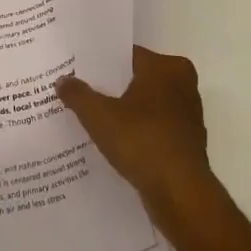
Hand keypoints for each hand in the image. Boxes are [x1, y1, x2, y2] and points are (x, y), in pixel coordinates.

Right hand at [58, 44, 213, 230]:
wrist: (181, 195)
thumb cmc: (142, 142)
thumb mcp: (99, 116)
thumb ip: (78, 95)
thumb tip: (62, 80)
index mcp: (167, 67)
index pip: (127, 55)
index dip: (101, 63)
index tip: (78, 70)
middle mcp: (183, 84)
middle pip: (137, 79)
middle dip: (112, 87)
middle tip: (81, 92)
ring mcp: (188, 115)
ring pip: (147, 104)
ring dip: (125, 111)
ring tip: (94, 118)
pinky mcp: (188, 142)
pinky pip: (155, 127)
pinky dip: (138, 131)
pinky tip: (115, 142)